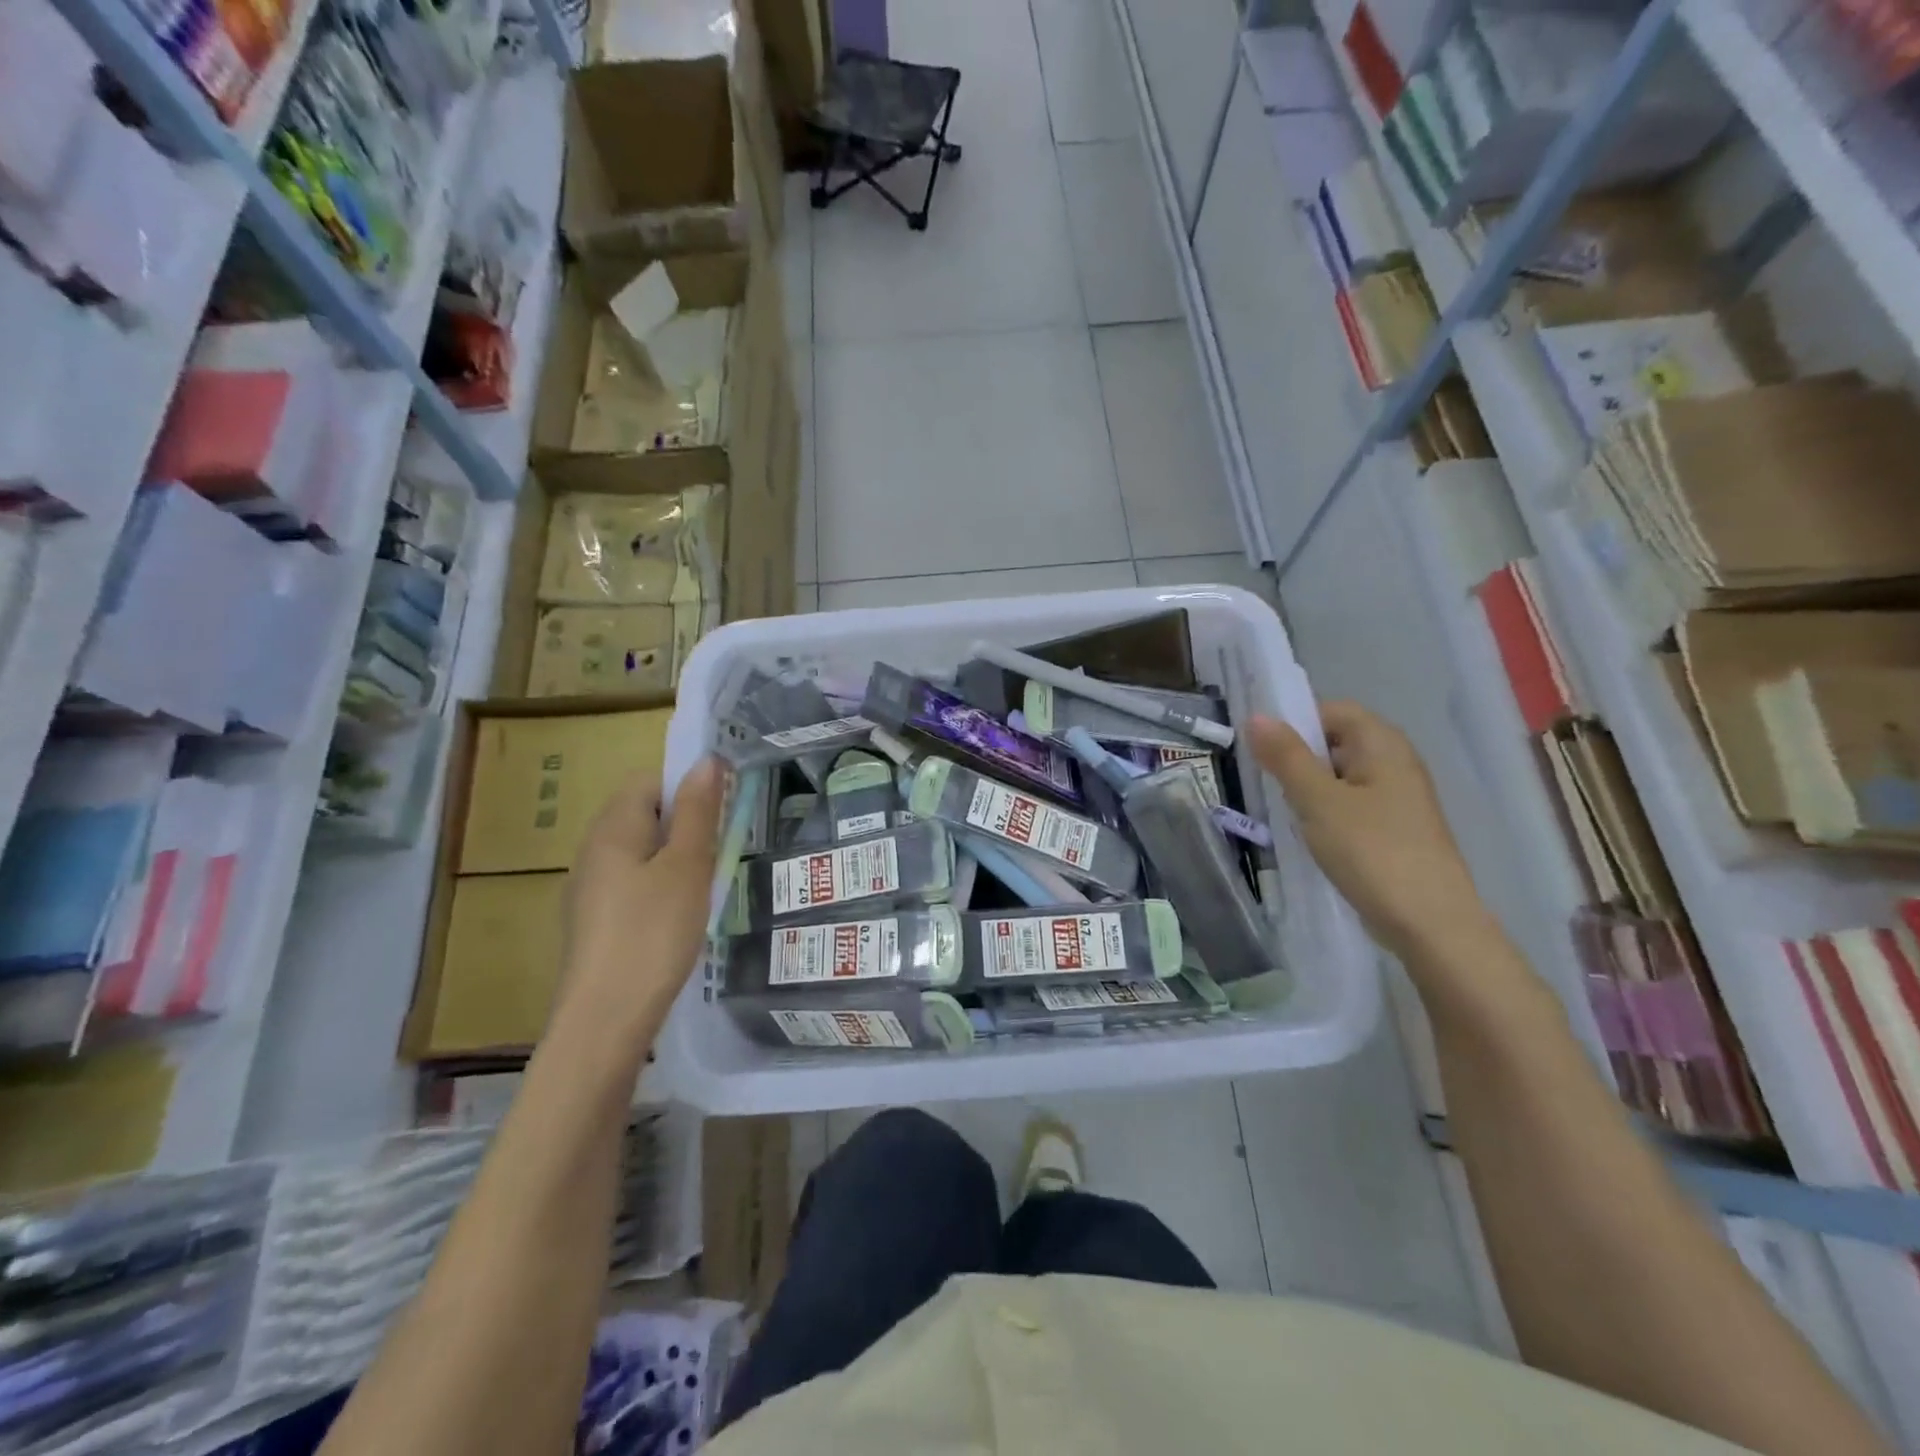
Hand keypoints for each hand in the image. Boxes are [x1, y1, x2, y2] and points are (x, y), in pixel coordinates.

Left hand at [558, 759, 726, 1047]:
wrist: (604, 1021)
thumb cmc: (652, 933)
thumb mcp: (687, 866)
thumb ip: (697, 811)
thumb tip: (705, 760)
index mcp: (612, 828)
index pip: (649, 780)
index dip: (687, 786)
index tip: (722, 813)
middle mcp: (592, 850)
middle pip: (643, 815)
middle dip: (686, 824)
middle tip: (719, 852)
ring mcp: (589, 889)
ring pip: (640, 852)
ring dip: (676, 858)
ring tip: (706, 887)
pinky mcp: (594, 922)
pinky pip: (632, 884)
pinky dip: (660, 888)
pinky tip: (679, 919)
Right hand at [1248, 702, 1488, 960]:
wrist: (1430, 923)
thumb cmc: (1372, 852)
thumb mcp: (1318, 801)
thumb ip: (1286, 757)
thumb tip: (1256, 717)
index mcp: (1383, 744)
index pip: (1333, 710)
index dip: (1296, 721)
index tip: (1262, 749)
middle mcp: (1396, 762)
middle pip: (1337, 742)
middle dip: (1298, 757)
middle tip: (1266, 781)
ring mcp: (1399, 798)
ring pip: (1342, 777)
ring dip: (1310, 788)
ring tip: (1283, 811)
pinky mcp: (1396, 830)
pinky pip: (1352, 805)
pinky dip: (1327, 812)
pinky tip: (1310, 836)